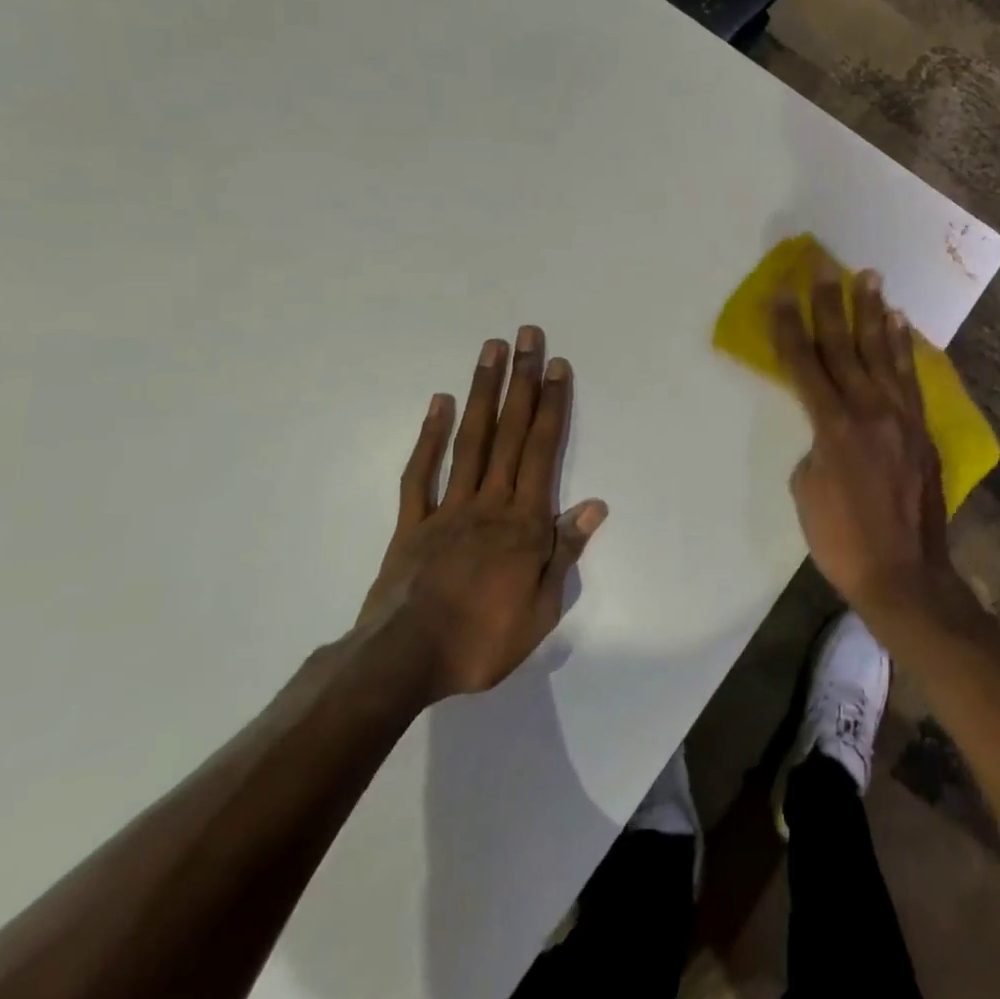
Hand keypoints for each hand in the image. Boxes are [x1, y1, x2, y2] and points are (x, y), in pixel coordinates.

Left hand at [358, 327, 606, 699]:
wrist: (403, 662)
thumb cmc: (483, 640)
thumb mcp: (542, 609)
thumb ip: (566, 552)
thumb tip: (595, 505)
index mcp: (523, 522)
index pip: (542, 451)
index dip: (551, 406)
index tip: (557, 366)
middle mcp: (489, 502)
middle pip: (509, 432)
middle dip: (521, 381)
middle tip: (527, 336)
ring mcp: (447, 508)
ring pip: (470, 440)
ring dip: (482, 392)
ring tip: (490, 350)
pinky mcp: (411, 523)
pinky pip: (420, 473)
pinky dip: (429, 437)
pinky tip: (439, 403)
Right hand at [769, 260, 955, 622]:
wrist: (906, 575)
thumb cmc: (843, 540)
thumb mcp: (807, 491)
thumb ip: (816, 446)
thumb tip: (830, 428)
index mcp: (833, 428)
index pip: (804, 365)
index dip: (789, 326)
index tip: (781, 291)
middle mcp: (869, 411)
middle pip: (844, 347)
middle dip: (831, 304)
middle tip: (824, 267)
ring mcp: (901, 418)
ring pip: (883, 354)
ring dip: (874, 313)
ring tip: (871, 277)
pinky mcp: (921, 429)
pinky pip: (909, 378)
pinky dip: (902, 347)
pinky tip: (899, 324)